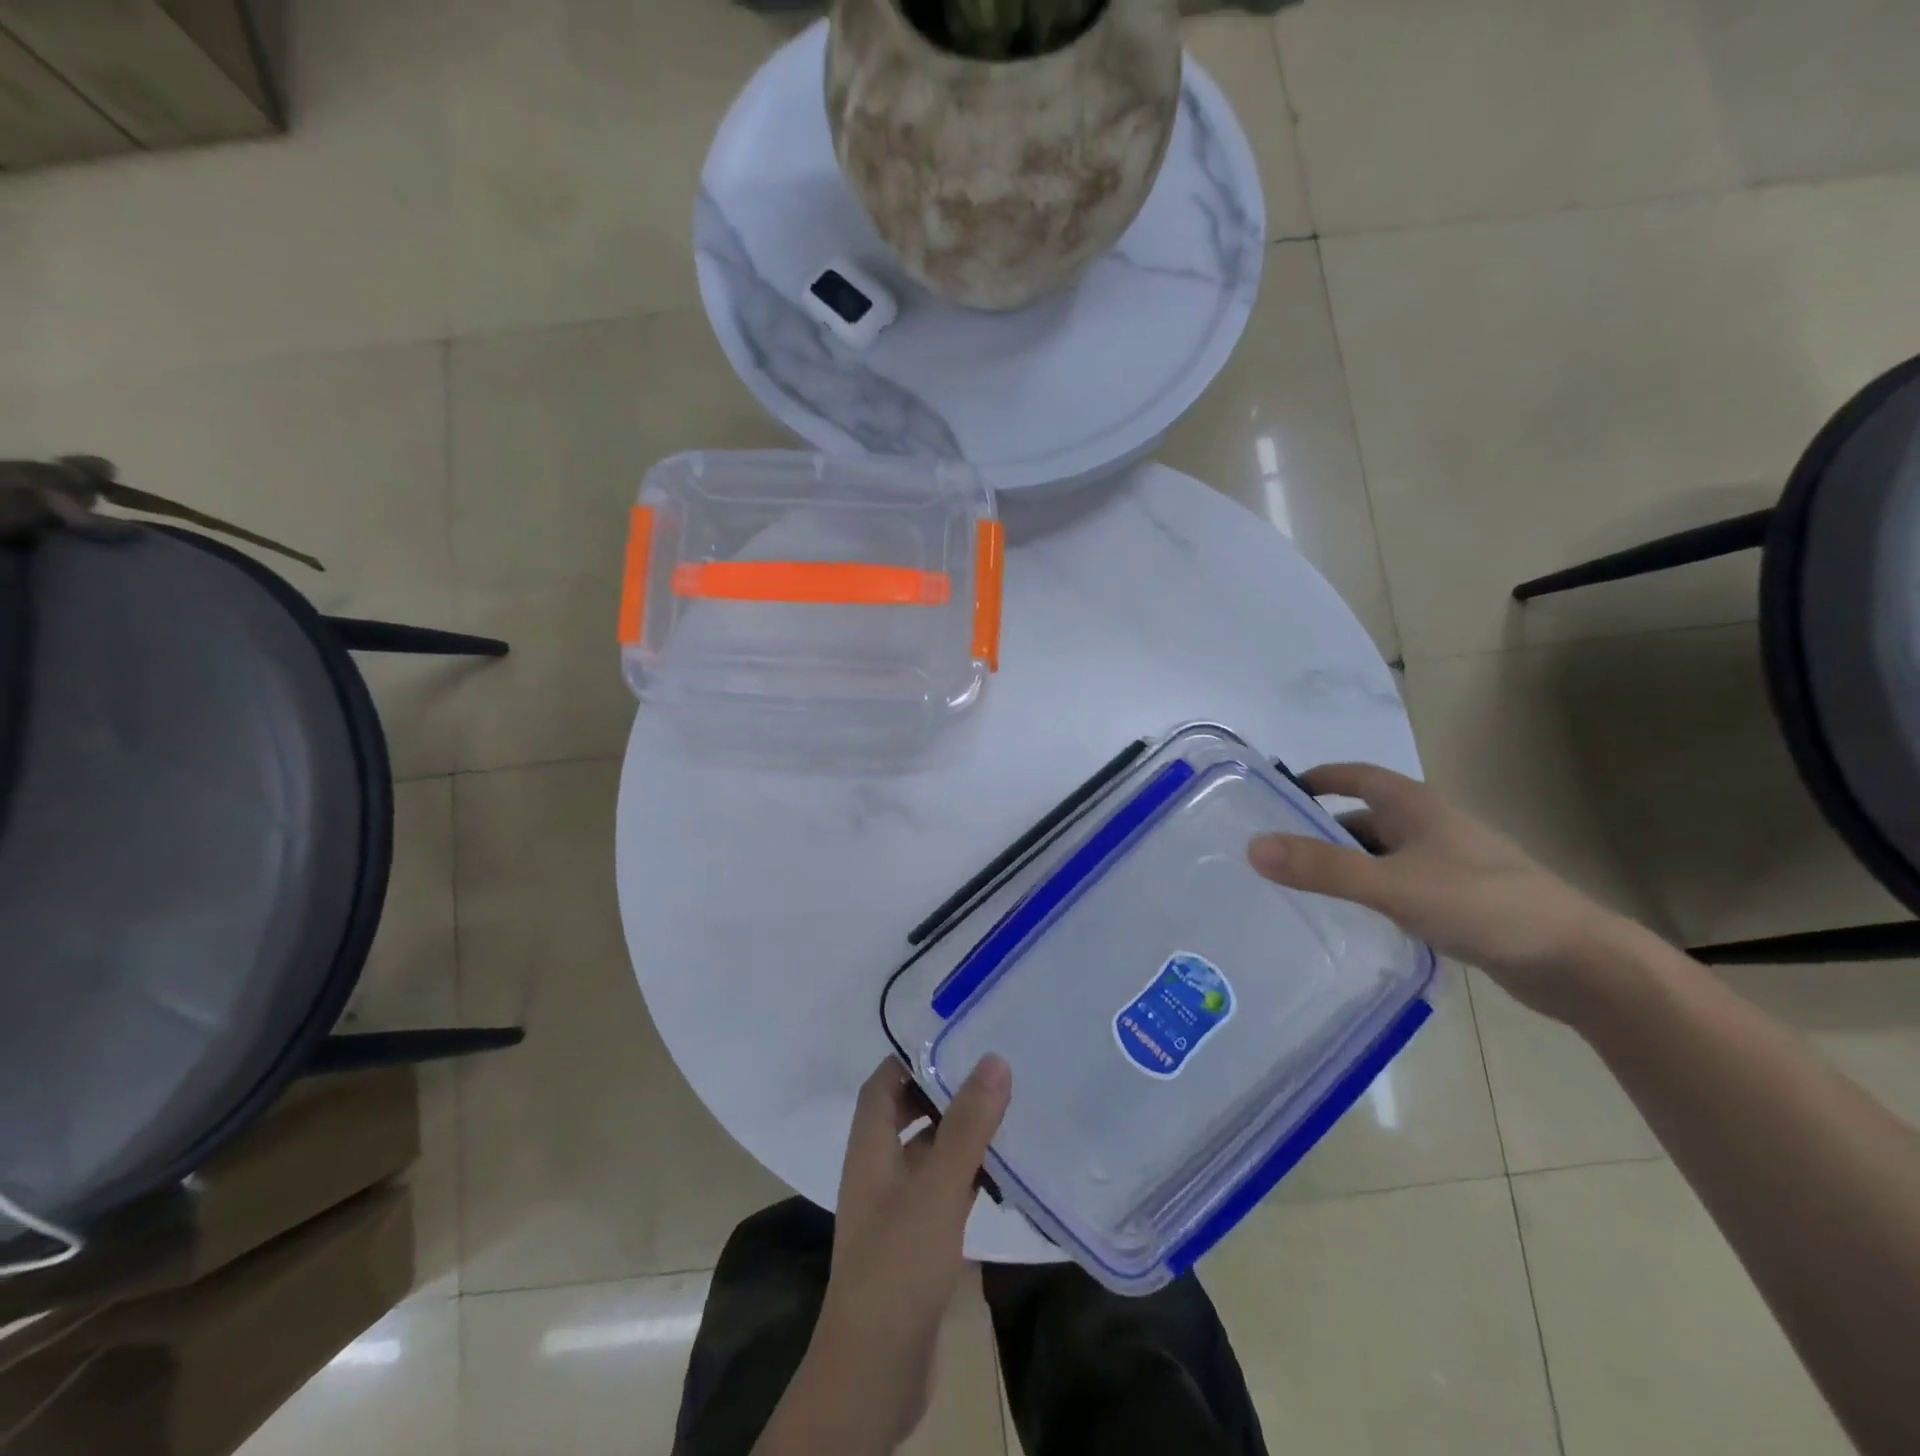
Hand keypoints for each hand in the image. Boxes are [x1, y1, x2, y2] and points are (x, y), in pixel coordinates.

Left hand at [806, 1056, 1011, 1449]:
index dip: (911, 1059)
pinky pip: (942, 1193)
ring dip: (960, 1137)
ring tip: (1007, 1118)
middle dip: (945, 1095)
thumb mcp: (937, 1186)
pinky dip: (967, 1179)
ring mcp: (896, 1209)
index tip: (956, 1042)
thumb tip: (993, 1059)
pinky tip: (1002, 1179)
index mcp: (870, 1147)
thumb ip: (967, 1124)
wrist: (875, 1370)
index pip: (883, 1084)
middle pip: (907, 1115)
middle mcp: (878, 1170)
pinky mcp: (915, 1243)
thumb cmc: (898, 1263)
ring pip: (929, 1155)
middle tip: (992, 1077)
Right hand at [1248, 763, 1628, 1023]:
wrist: (1578, 962)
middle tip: (1277, 852)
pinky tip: (1355, 918)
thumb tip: (1253, 848)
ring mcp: (1449, 863)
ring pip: (1382, 855)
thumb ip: (1324, 868)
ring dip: (1347, 865)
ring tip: (1303, 888)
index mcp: (1417, 807)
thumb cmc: (1484, 906)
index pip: (1357, 776)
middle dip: (1322, 831)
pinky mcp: (1460, 899)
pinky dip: (1372, 892)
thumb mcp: (1394, 886)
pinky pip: (1400, 884)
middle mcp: (1431, 827)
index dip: (1318, 778)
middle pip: (1365, 818)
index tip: (1277, 794)